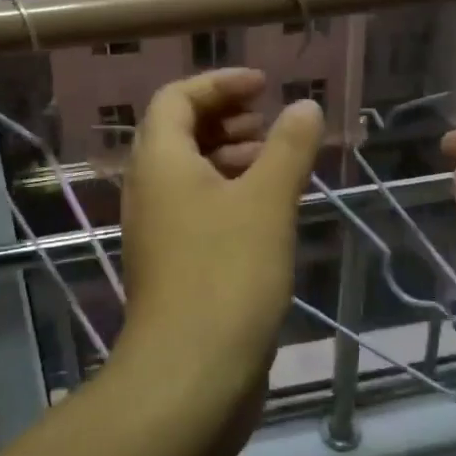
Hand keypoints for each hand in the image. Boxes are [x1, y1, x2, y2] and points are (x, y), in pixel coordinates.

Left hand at [117, 70, 323, 393]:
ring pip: (190, 174)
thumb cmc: (228, 274)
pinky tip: (268, 211)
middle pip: (179, 133)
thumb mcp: (267, 201)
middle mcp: (149, 190)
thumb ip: (289, 147)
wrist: (192, 372)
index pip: (177, 98)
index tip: (265, 86)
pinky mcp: (173, 264)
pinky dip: (229, 194)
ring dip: (230, 157)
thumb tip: (305, 106)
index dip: (219, 83)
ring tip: (276, 162)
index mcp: (159, 162)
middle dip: (226, 118)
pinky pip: (198, 209)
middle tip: (270, 123)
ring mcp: (158, 230)